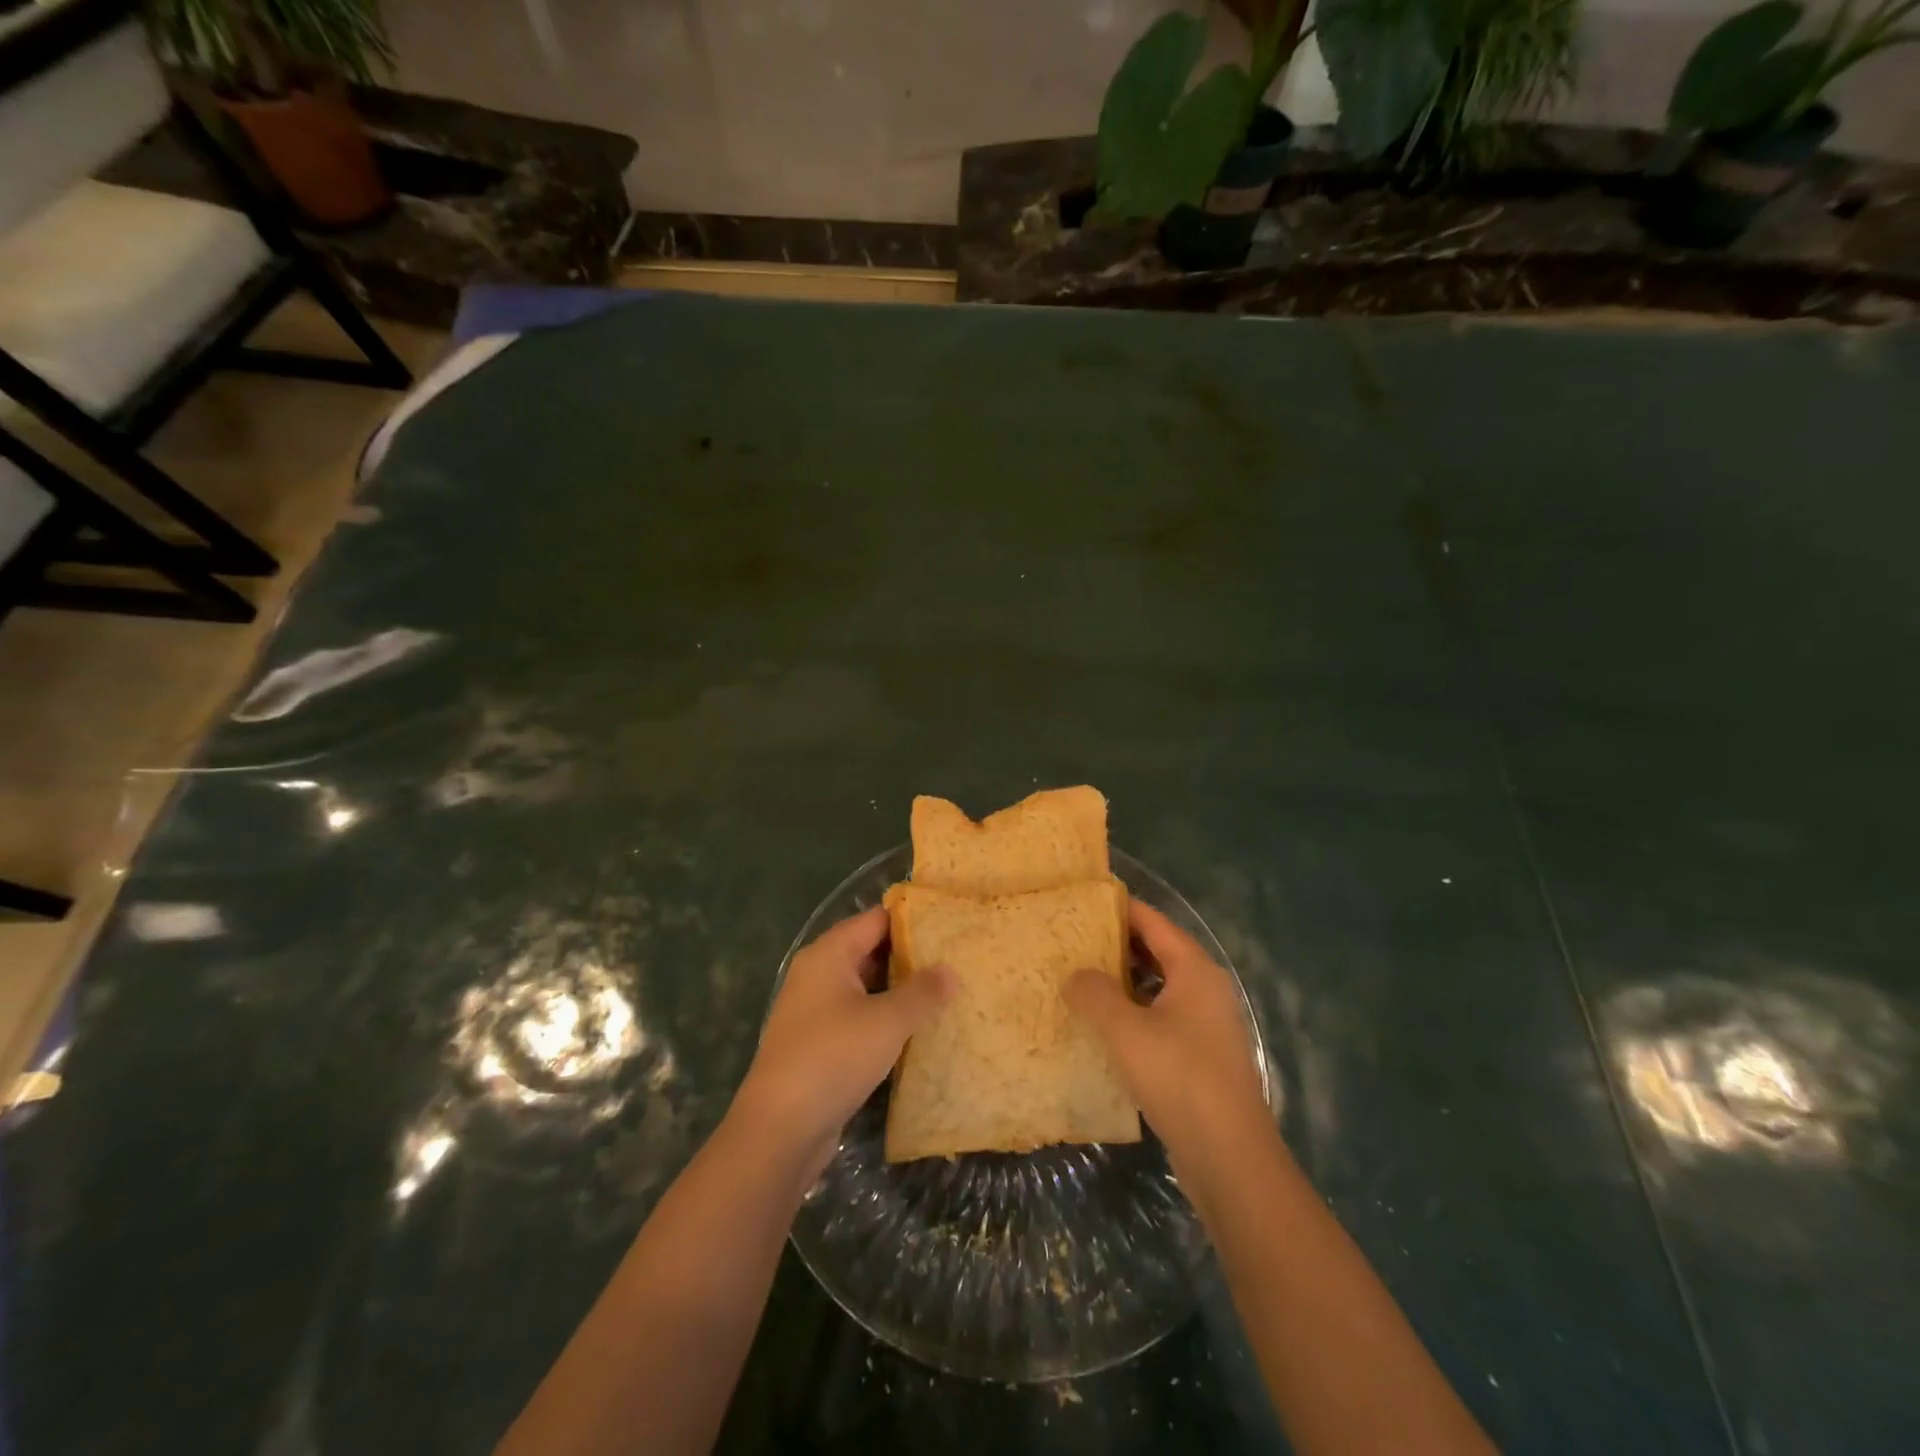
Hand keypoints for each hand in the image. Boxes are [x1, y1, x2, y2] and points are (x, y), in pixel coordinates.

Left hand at [733, 907, 950, 1178]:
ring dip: (900, 990)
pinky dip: (885, 1017)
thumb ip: (922, 992)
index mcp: (829, 954)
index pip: (877, 919)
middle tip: (957, 960)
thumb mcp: (887, 1021)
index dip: (913, 920)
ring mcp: (816, 1009)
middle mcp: (818, 973)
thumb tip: (951, 971)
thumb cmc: (833, 1058)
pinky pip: (859, 1016)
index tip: (951, 925)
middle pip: (871, 950)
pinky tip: (917, 1029)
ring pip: (866, 986)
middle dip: (911, 956)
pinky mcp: (819, 1042)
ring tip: (946, 992)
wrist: (780, 1129)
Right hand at [1066, 899, 1267, 1163]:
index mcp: (1195, 970)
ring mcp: (1207, 1025)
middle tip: (1074, 940)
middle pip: (1159, 952)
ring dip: (1124, 982)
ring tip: (1081, 979)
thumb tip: (1075, 975)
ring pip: (1160, 987)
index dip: (1120, 908)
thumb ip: (1094, 994)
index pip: (1154, 922)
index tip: (1084, 901)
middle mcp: (1206, 989)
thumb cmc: (1178, 1077)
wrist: (1230, 1157)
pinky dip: (1135, 1013)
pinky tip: (1105, 1027)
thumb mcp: (1125, 1030)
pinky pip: (1163, 1018)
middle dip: (1118, 945)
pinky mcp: (1202, 1057)